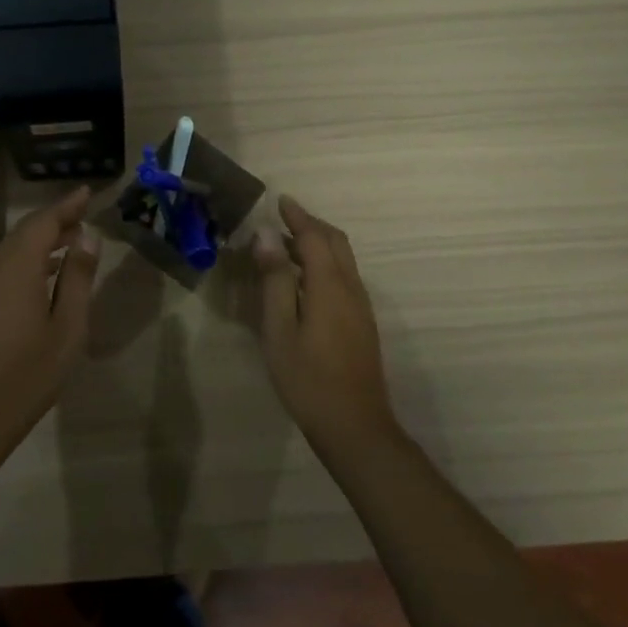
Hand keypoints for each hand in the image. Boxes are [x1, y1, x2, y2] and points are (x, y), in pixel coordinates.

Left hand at [0, 188, 99, 448]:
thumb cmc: (32, 371)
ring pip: (14, 246)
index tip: (87, 192)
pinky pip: (5, 263)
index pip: (44, 222)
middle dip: (55, 218)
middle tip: (84, 213)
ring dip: (42, 237)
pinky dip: (29, 255)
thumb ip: (78, 278)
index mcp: (19, 267)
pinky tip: (47, 269)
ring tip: (72, 239)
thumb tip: (87, 238)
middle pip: (26, 230)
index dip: (67, 205)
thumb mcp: (69, 325)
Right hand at [252, 196, 397, 451]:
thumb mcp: (280, 329)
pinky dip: (325, 263)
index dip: (297, 216)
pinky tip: (305, 280)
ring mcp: (361, 307)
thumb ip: (275, 279)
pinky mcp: (362, 323)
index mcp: (330, 285)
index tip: (280, 200)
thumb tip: (265, 235)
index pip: (314, 237)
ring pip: (343, 260)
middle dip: (311, 225)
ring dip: (319, 244)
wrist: (355, 426)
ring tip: (288, 245)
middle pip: (336, 242)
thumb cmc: (308, 379)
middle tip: (284, 218)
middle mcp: (351, 288)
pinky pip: (345, 277)